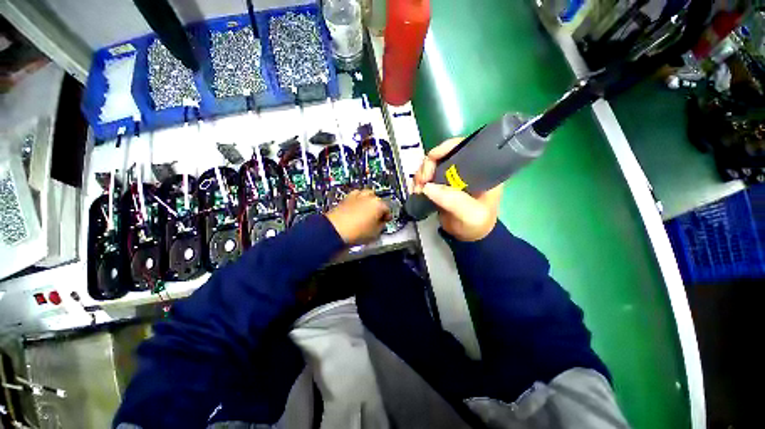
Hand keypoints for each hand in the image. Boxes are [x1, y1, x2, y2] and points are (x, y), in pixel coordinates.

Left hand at [325, 189, 391, 244]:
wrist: (335, 231)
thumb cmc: (356, 232)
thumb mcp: (375, 234)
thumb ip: (381, 226)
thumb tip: (380, 223)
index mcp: (378, 204)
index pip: (387, 208)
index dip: (387, 216)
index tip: (385, 221)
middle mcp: (368, 197)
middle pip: (377, 200)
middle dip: (377, 207)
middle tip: (376, 217)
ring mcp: (356, 196)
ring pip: (366, 195)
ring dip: (367, 202)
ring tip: (366, 211)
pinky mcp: (345, 199)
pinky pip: (355, 197)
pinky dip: (357, 201)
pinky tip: (356, 208)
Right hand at [413, 138, 502, 241]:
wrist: (468, 237)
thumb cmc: (476, 224)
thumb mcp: (470, 214)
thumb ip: (453, 201)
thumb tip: (427, 187)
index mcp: (481, 169)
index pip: (463, 147)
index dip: (445, 148)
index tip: (431, 161)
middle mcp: (465, 168)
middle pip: (443, 155)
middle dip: (428, 165)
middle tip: (421, 181)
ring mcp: (451, 176)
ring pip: (431, 165)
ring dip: (421, 175)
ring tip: (417, 190)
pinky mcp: (441, 185)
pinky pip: (426, 177)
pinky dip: (419, 182)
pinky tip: (417, 191)